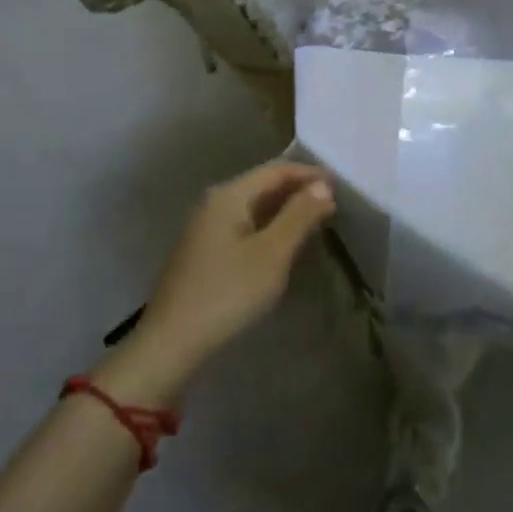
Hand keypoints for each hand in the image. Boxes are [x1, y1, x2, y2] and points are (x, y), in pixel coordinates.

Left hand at [134, 161, 334, 378]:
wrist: (172, 341)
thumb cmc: (228, 292)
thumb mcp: (272, 253)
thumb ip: (299, 215)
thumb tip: (323, 185)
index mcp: (229, 195)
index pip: (276, 170)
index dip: (309, 174)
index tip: (339, 184)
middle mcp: (215, 202)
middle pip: (263, 184)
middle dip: (298, 190)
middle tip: (332, 202)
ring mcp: (206, 226)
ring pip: (253, 205)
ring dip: (285, 208)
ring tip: (315, 219)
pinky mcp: (205, 249)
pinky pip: (244, 223)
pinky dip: (269, 224)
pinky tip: (284, 240)